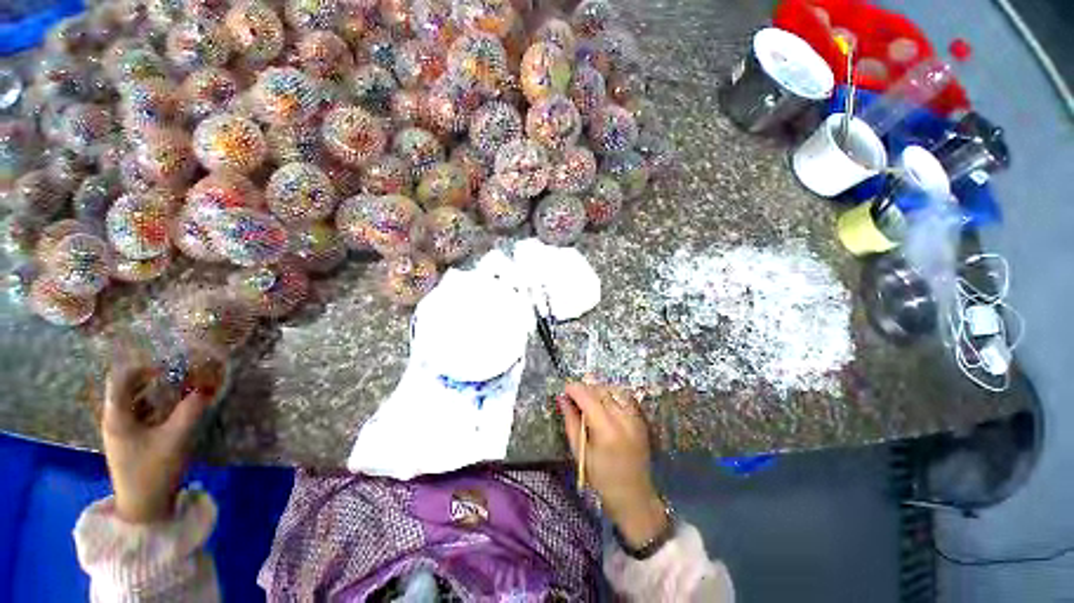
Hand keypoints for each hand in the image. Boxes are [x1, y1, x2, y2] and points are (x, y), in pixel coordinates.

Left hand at [102, 363, 213, 523]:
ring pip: (136, 401)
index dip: (144, 367)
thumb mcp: (177, 438)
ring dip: (158, 393)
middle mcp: (114, 419)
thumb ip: (192, 410)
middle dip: (155, 379)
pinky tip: (174, 413)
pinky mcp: (130, 442)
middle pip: (128, 388)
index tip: (171, 367)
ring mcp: (121, 432)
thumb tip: (207, 387)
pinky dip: (157, 407)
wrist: (143, 509)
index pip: (121, 377)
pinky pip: (141, 414)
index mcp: (117, 415)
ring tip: (182, 392)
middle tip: (182, 377)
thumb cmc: (154, 471)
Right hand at [558, 382, 668, 548]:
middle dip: (585, 389)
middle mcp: (624, 419)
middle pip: (601, 391)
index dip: (575, 389)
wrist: (633, 495)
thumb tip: (562, 399)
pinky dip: (612, 395)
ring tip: (589, 399)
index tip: (565, 389)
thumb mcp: (579, 451)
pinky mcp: (641, 420)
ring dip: (599, 390)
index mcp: (607, 430)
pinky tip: (604, 403)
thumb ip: (571, 421)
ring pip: (614, 390)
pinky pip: (625, 398)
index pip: (589, 398)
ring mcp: (635, 418)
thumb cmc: (601, 478)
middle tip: (574, 396)